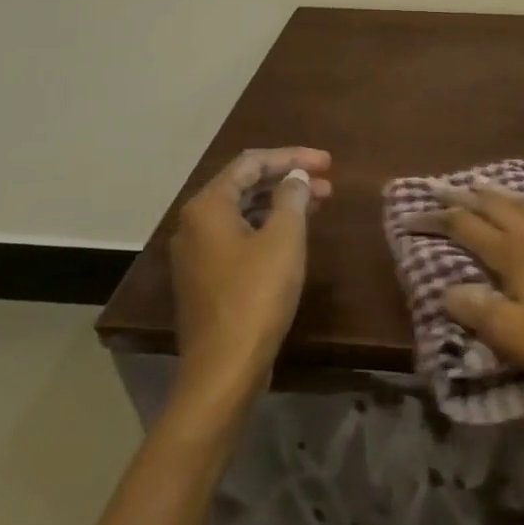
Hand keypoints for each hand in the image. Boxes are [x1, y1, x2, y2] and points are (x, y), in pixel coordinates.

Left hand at [168, 147, 332, 391]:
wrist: (224, 368)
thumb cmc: (256, 294)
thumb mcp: (284, 238)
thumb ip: (291, 197)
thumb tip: (296, 177)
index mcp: (208, 206)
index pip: (251, 163)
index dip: (292, 157)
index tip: (327, 162)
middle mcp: (195, 223)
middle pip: (245, 185)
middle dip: (288, 179)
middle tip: (328, 181)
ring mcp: (197, 253)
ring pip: (244, 212)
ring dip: (281, 203)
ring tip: (320, 203)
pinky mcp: (206, 278)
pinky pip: (239, 236)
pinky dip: (268, 227)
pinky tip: (295, 234)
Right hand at [407, 181, 523, 401]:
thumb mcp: (516, 338)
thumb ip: (480, 312)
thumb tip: (447, 289)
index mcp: (516, 259)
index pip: (469, 231)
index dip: (440, 220)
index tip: (415, 213)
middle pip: (497, 210)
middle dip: (466, 197)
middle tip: (442, 184)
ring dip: (505, 193)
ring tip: (484, 181)